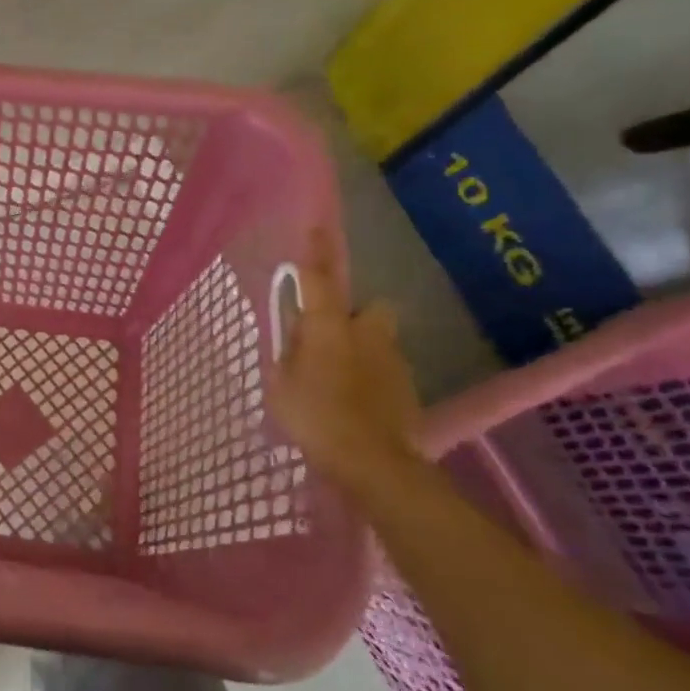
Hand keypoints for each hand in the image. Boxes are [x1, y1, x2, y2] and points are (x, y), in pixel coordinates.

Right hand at [270, 229, 425, 488]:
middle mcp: (365, 334)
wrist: (374, 463)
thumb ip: (288, 355)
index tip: (315, 228)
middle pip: (367, 309)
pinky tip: (358, 405)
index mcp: (328, 327)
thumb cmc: (315, 417)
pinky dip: (373, 379)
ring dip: (362, 350)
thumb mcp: (280, 384)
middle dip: (353, 317)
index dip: (316, 253)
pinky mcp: (409, 388)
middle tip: (330, 340)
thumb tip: (296, 337)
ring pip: (378, 341)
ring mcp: (392, 361)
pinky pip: (386, 370)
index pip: (320, 279)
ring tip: (341, 381)